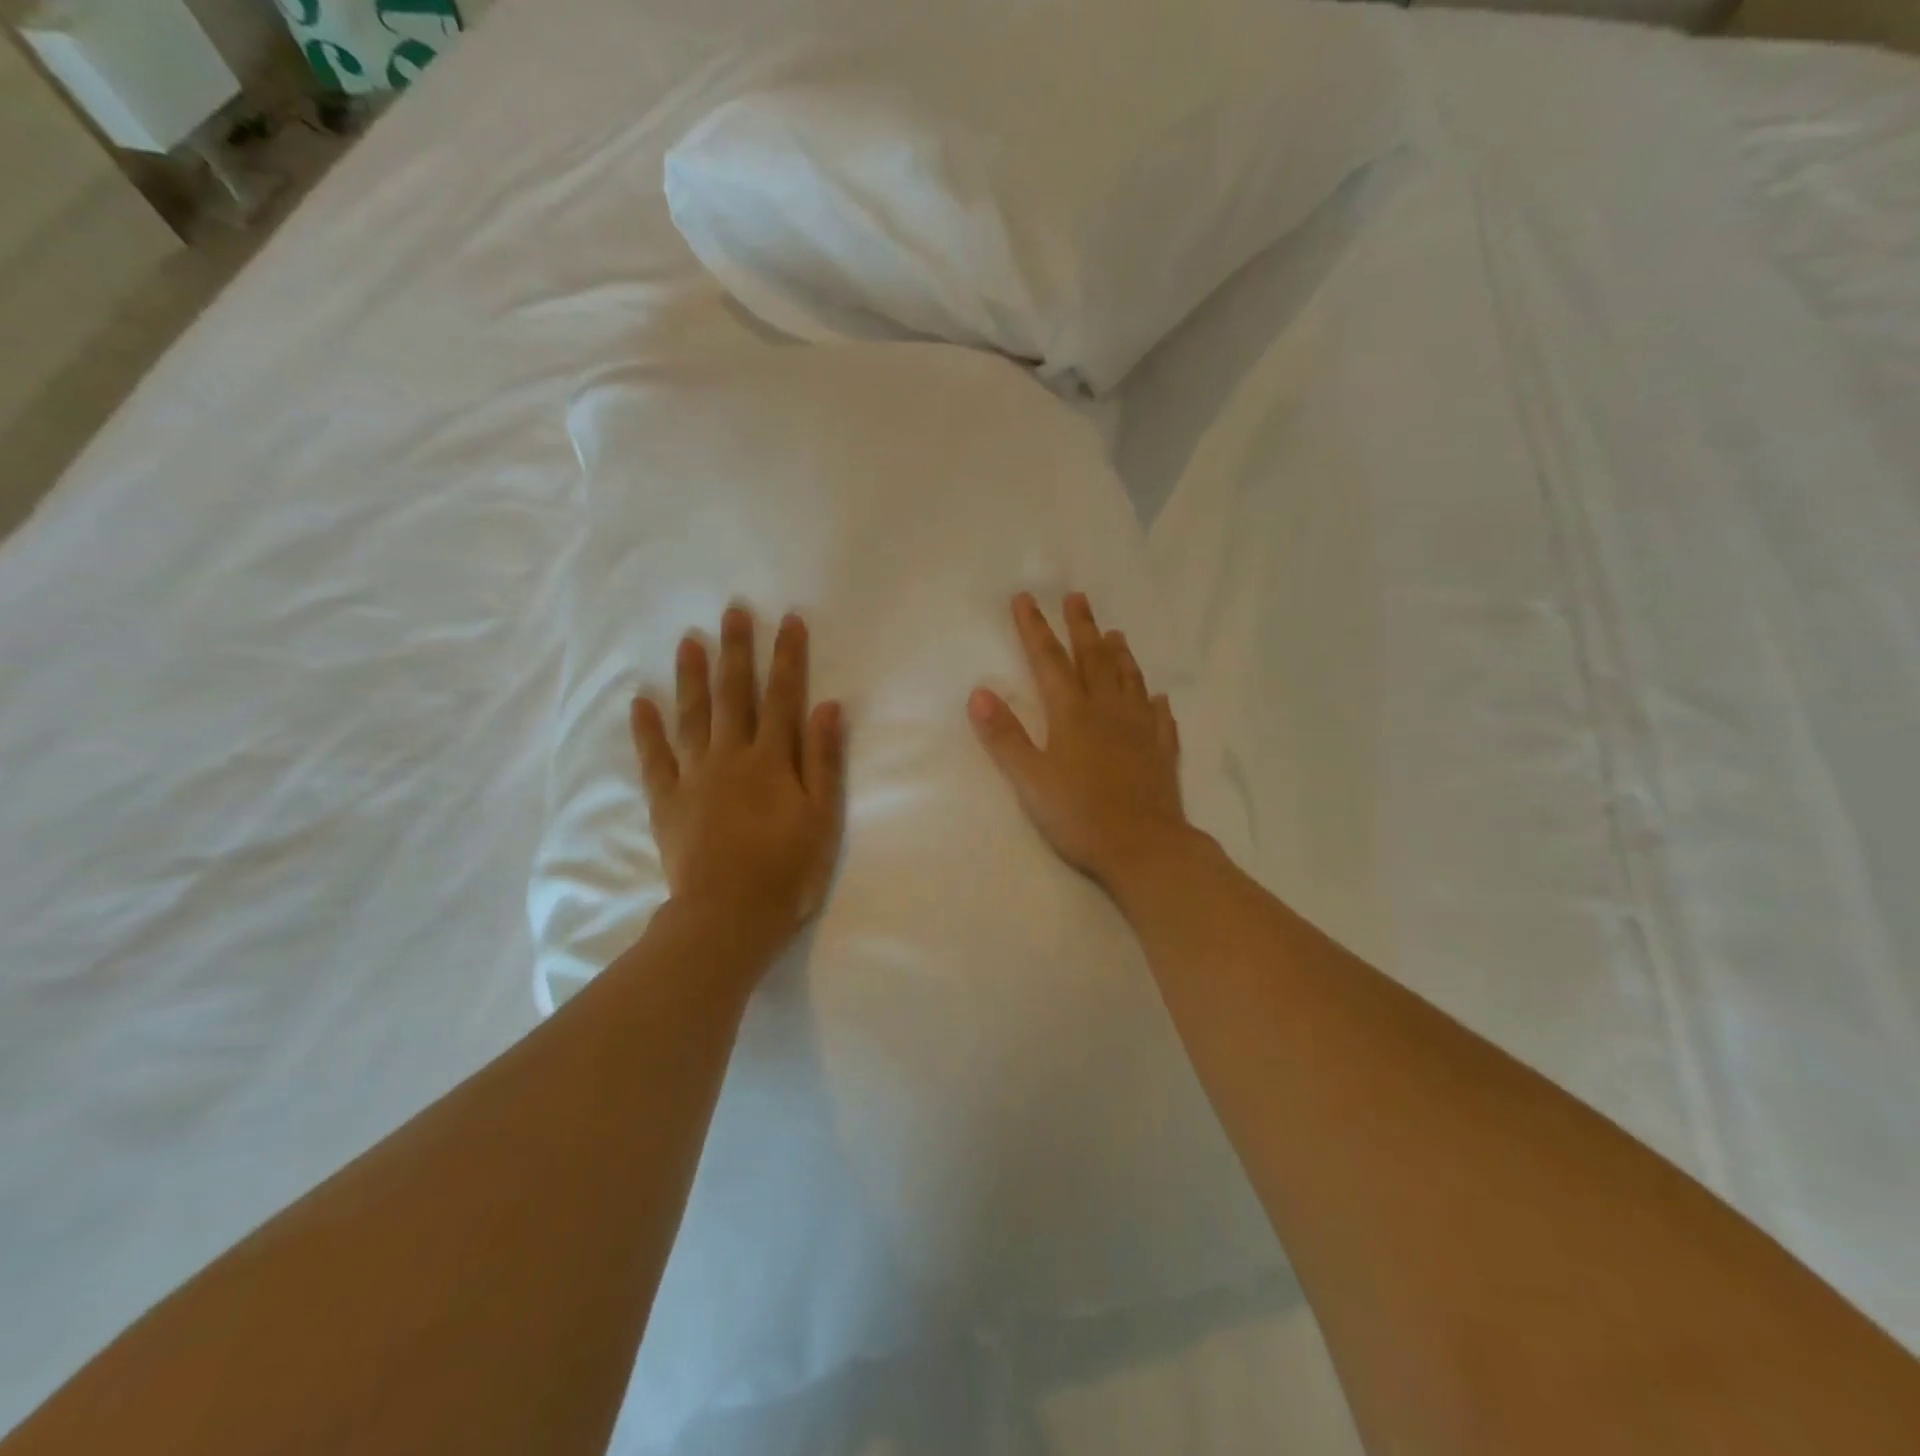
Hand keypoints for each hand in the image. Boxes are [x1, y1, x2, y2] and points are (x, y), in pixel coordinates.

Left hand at [631, 608, 846, 963]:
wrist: (729, 916)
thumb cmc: (787, 869)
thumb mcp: (821, 817)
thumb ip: (823, 759)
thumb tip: (827, 706)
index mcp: (772, 759)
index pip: (783, 697)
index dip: (788, 657)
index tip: (788, 620)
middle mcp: (731, 756)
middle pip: (734, 694)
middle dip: (736, 650)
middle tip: (732, 610)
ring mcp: (694, 776)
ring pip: (692, 715)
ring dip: (691, 675)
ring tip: (688, 640)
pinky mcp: (667, 800)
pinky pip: (654, 757)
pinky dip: (646, 728)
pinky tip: (641, 701)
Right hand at [969, 592, 1197, 893]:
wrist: (1145, 847)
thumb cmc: (1080, 816)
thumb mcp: (1030, 780)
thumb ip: (1005, 737)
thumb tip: (979, 693)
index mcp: (1073, 714)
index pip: (1050, 661)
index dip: (1035, 629)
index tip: (1025, 598)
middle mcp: (1109, 711)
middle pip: (1095, 659)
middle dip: (1082, 627)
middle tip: (1078, 597)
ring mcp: (1140, 730)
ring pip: (1130, 680)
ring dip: (1120, 655)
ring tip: (1116, 633)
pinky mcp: (1162, 752)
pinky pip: (1160, 718)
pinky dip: (1155, 702)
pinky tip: (1157, 698)